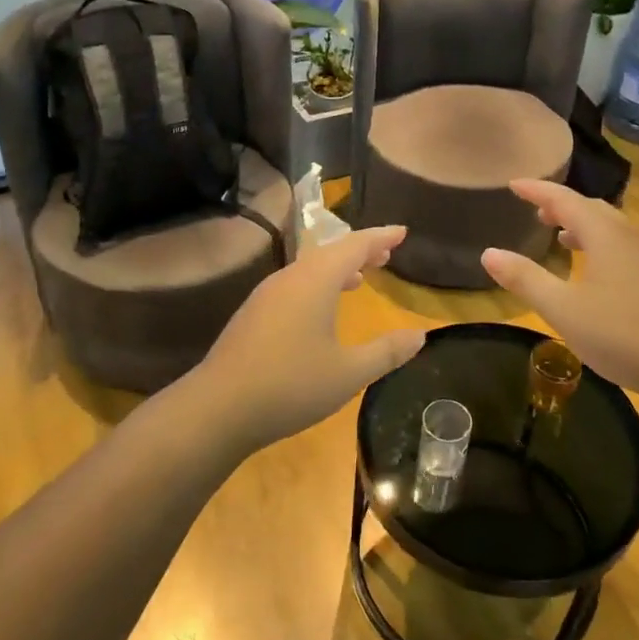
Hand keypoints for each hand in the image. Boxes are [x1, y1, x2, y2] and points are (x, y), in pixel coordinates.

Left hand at [188, 225, 425, 454]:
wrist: (218, 408)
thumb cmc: (291, 386)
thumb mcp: (348, 373)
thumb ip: (386, 352)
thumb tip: (420, 335)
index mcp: (315, 281)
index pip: (354, 245)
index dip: (380, 237)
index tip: (402, 231)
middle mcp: (290, 278)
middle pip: (330, 252)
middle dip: (360, 250)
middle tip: (386, 253)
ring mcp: (266, 295)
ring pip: (309, 268)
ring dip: (337, 268)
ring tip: (360, 278)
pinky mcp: (253, 313)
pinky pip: (294, 284)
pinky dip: (317, 284)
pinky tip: (321, 309)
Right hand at [482, 180, 638, 399]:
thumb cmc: (622, 334)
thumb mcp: (563, 309)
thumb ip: (525, 279)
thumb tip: (489, 253)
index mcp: (604, 234)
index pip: (564, 200)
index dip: (537, 190)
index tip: (514, 185)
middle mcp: (629, 236)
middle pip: (591, 209)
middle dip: (561, 206)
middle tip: (536, 212)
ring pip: (611, 228)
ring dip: (583, 226)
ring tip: (561, 238)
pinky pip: (624, 246)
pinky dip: (601, 245)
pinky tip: (596, 272)